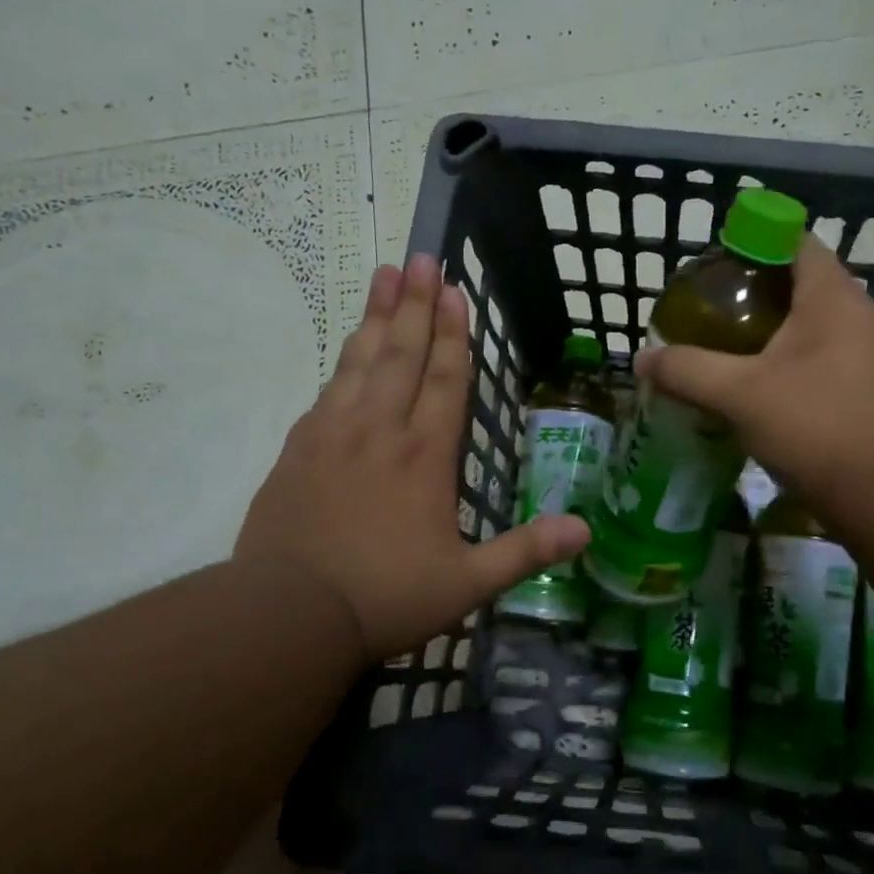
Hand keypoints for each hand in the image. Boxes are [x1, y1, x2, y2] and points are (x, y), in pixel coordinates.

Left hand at [236, 255, 588, 662]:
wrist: (287, 614)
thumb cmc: (386, 596)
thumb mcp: (467, 584)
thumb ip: (526, 552)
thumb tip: (586, 530)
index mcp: (425, 456)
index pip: (446, 380)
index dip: (454, 334)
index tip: (454, 291)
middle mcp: (380, 430)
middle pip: (402, 354)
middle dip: (416, 305)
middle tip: (421, 258)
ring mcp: (333, 434)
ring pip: (361, 360)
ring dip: (378, 316)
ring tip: (386, 275)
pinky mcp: (298, 448)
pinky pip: (328, 388)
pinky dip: (344, 358)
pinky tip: (350, 345)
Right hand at [637, 233, 873, 522]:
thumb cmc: (819, 425)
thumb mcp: (742, 394)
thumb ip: (688, 371)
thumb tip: (641, 359)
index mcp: (831, 296)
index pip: (793, 241)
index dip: (751, 243)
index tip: (710, 266)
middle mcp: (852, 318)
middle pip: (793, 287)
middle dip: (746, 296)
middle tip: (702, 314)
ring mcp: (859, 358)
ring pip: (801, 331)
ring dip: (760, 337)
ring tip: (714, 350)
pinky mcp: (857, 394)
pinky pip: (809, 366)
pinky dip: (776, 369)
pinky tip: (744, 392)